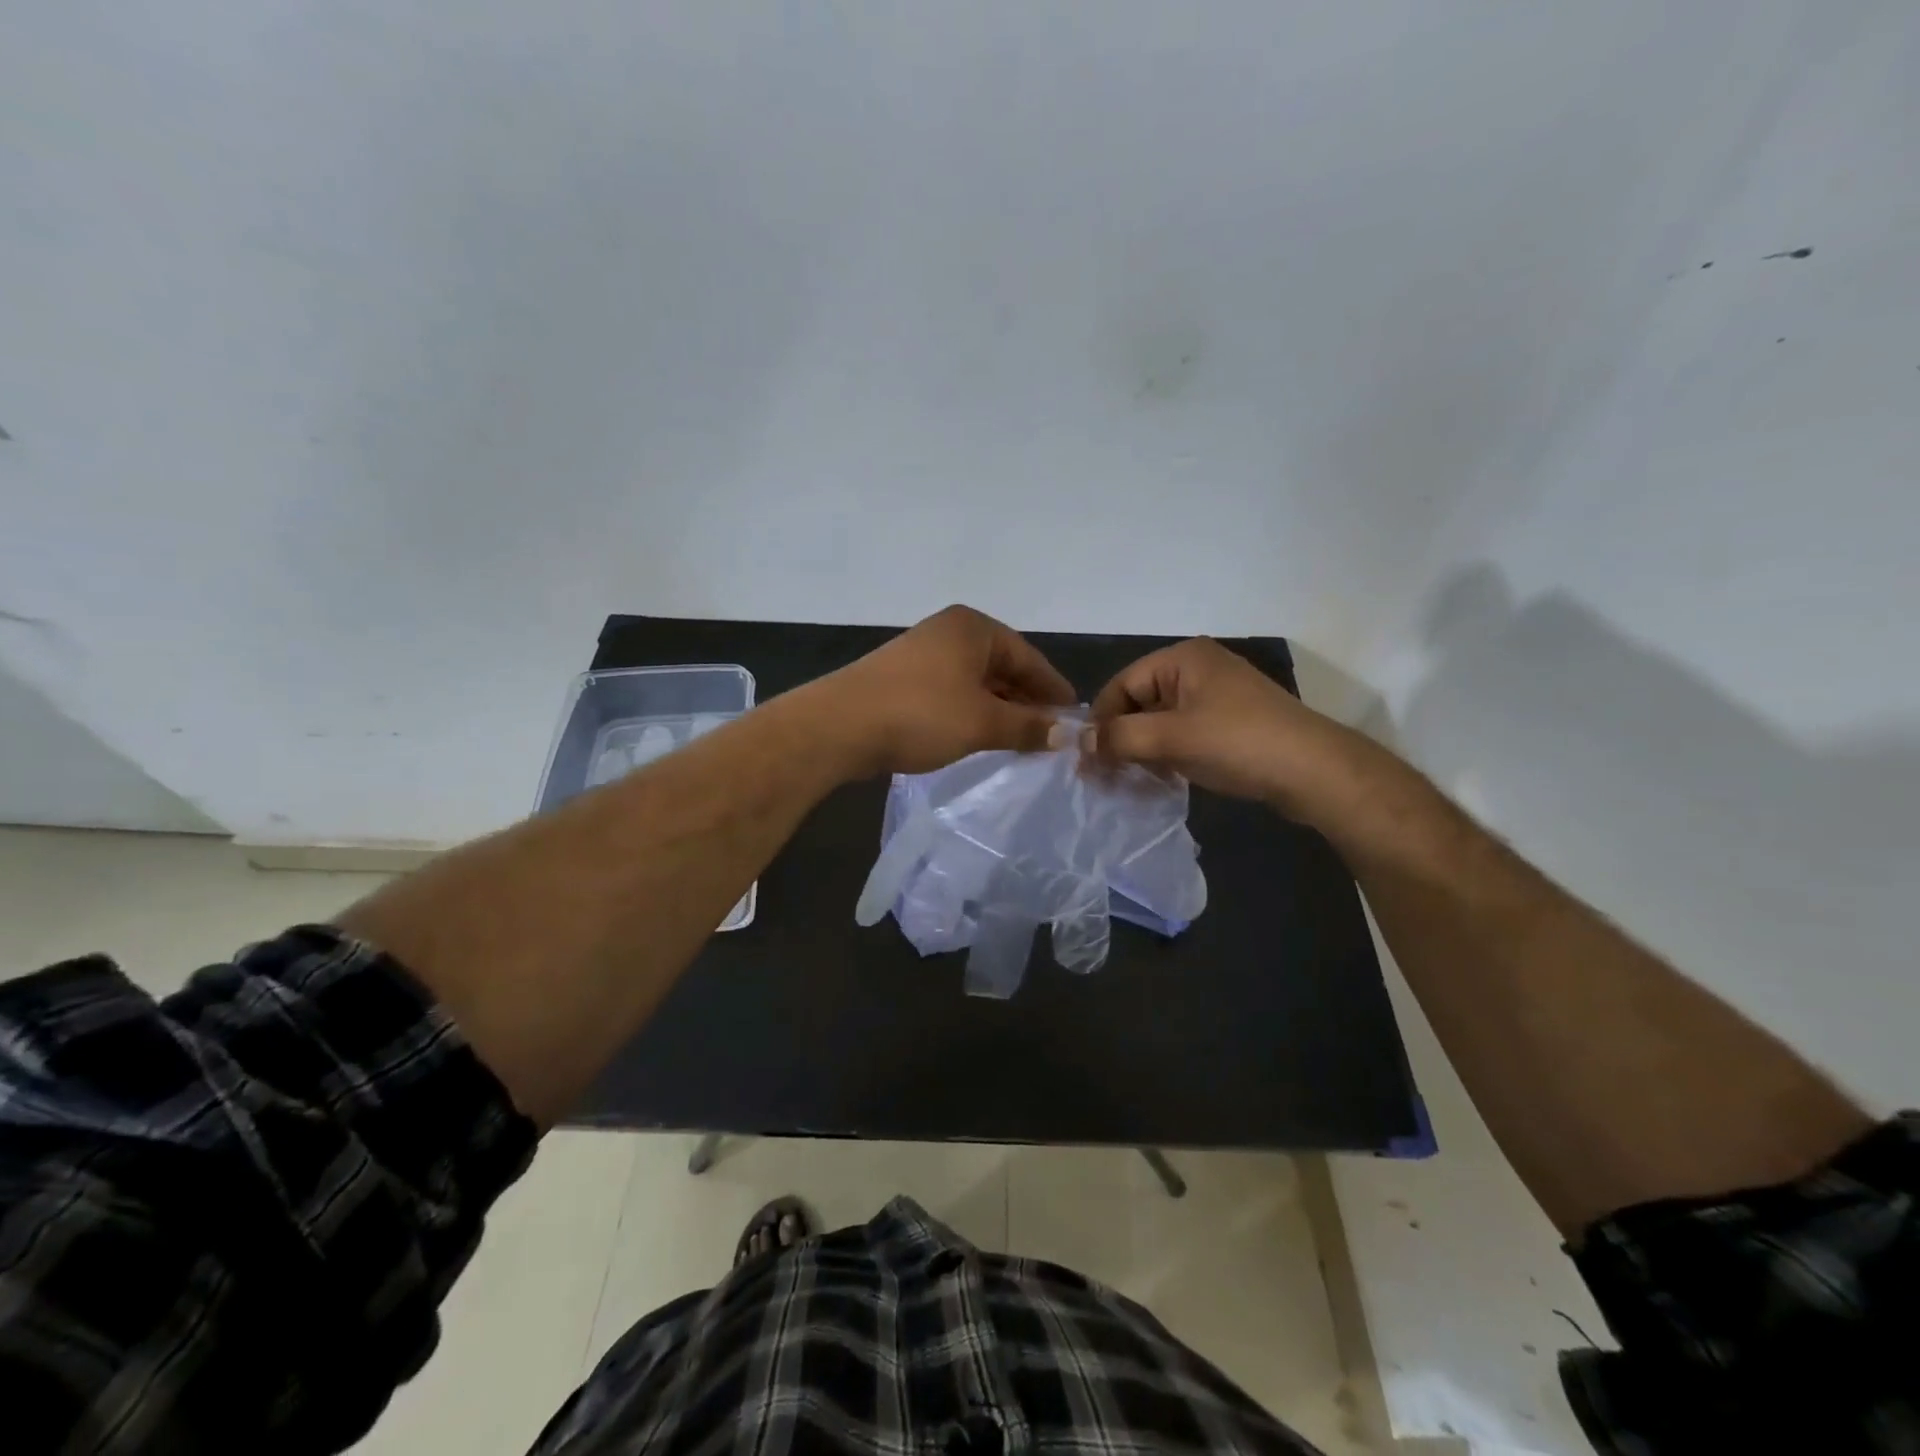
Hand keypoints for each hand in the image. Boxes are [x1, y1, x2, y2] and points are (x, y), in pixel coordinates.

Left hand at [825, 605, 1076, 776]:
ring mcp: (922, 653)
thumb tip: (1065, 734)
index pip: (1029, 657)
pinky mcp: (902, 679)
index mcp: (973, 628)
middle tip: (1049, 735)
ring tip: (1019, 740)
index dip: (1053, 690)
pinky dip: (971, 712)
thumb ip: (1027, 726)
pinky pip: (951, 692)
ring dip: (999, 709)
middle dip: (1026, 701)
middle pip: (1002, 667)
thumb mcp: (982, 723)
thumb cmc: (920, 714)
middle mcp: (949, 632)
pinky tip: (979, 736)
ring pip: (976, 682)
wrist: (839, 726)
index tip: (1073, 719)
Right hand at [1084, 638, 1379, 822]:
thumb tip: (1079, 743)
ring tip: (1128, 783)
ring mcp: (1217, 696)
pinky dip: (1167, 755)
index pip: (1121, 685)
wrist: (1314, 771)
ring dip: (1142, 751)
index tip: (1086, 761)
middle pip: (1139, 702)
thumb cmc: (1237, 743)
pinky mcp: (1230, 723)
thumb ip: (1119, 737)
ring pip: (1161, 722)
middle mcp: (1197, 669)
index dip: (1100, 722)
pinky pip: (1183, 734)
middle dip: (1120, 739)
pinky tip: (1160, 780)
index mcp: (1182, 658)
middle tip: (1104, 778)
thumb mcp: (1171, 738)